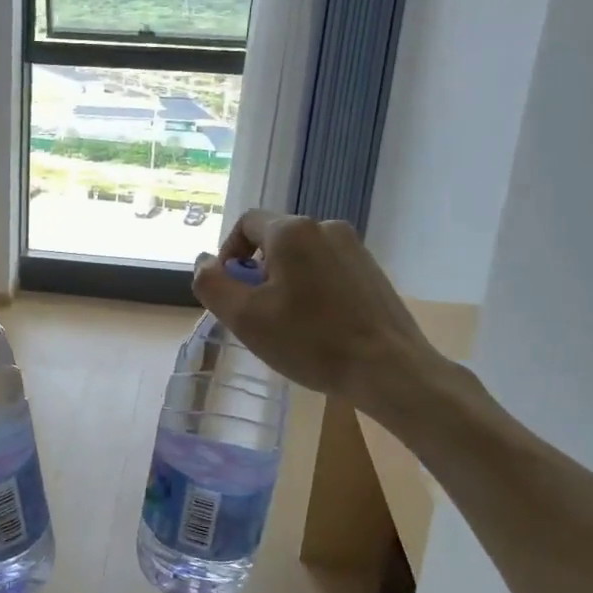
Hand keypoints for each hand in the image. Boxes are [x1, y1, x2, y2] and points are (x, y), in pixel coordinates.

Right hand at [193, 211, 457, 418]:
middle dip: (256, 273)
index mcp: (292, 230)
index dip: (228, 254)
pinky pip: (327, 270)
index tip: (230, 293)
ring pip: (301, 257)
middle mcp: (325, 227)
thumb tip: (203, 261)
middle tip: (256, 315)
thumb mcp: (245, 317)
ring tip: (287, 325)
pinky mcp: (372, 271)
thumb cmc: (310, 341)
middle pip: (274, 240)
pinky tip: (317, 327)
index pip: (245, 224)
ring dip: (284, 282)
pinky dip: (312, 290)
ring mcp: (354, 248)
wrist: (389, 369)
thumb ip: (212, 283)